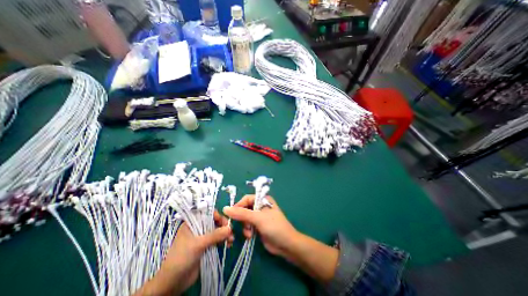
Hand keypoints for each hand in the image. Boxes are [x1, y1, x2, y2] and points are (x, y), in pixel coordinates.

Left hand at [132, 210, 231, 295]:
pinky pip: (217, 240)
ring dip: (225, 234)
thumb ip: (214, 235)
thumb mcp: (198, 244)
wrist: (173, 283)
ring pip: (217, 231)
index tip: (225, 222)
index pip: (207, 214)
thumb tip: (230, 228)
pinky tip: (229, 244)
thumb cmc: (181, 258)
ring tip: (231, 240)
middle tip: (231, 232)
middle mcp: (198, 228)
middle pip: (214, 222)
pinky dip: (223, 241)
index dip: (217, 216)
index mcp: (192, 223)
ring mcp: (202, 237)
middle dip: (223, 226)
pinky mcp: (206, 246)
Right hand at [223, 195, 337, 283]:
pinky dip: (247, 230)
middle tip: (243, 225)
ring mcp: (259, 216)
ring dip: (245, 226)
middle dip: (242, 218)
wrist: (286, 244)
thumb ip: (242, 213)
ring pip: (245, 218)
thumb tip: (225, 208)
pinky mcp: (258, 226)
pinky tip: (250, 236)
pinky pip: (248, 225)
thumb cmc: (274, 226)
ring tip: (249, 233)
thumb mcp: (258, 218)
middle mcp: (261, 206)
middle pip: (245, 208)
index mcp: (263, 199)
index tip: (231, 214)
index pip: (247, 199)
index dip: (239, 205)